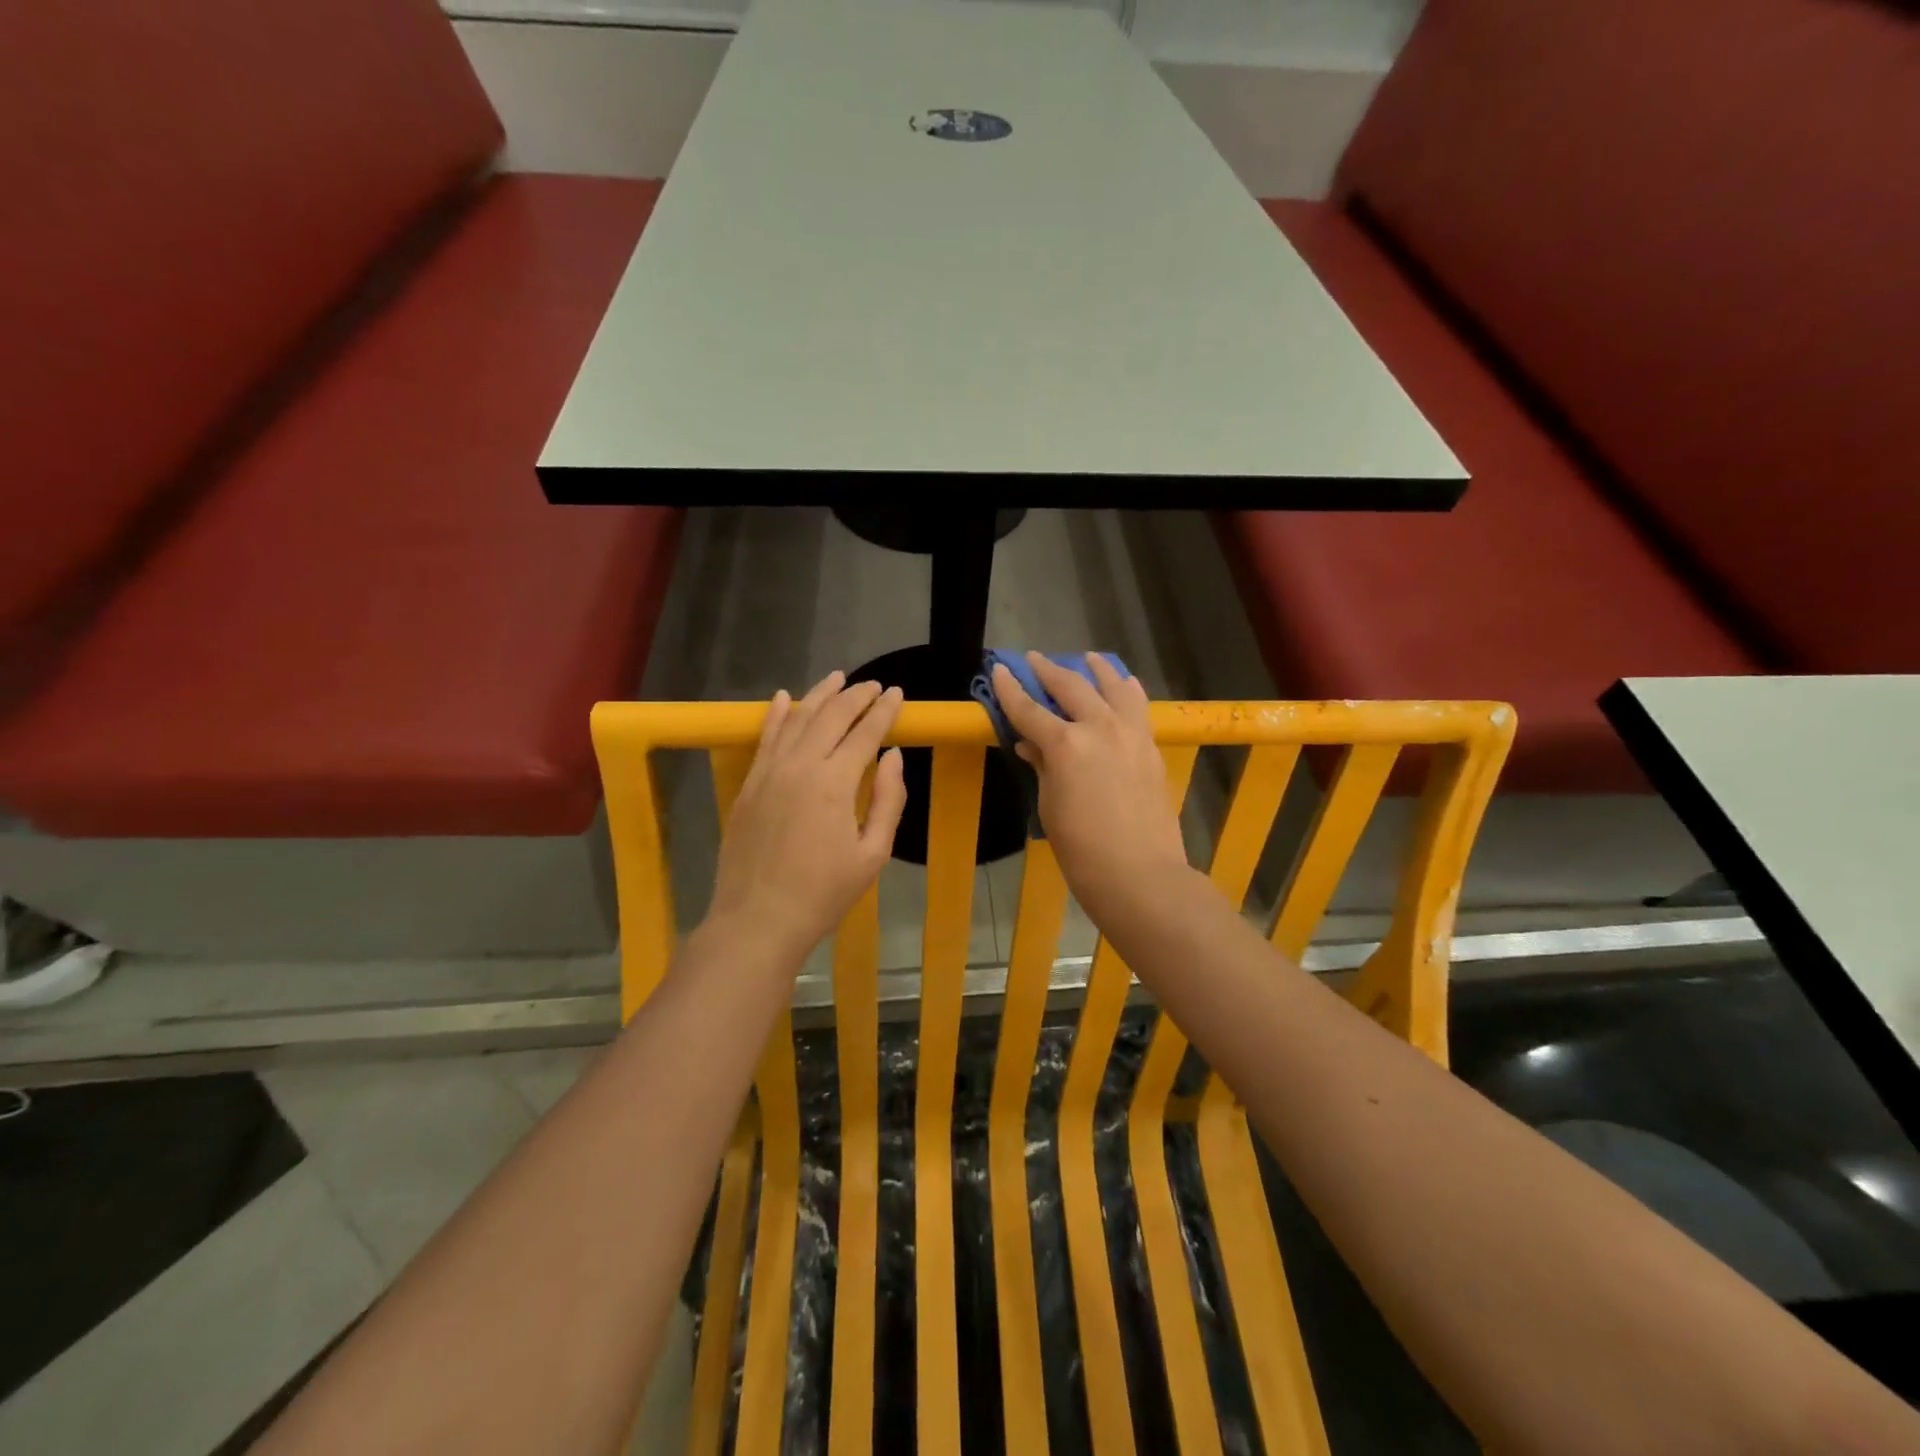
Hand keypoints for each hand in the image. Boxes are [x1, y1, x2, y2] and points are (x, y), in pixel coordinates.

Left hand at [706, 672, 906, 964]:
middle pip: (831, 717)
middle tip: (873, 685)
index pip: (865, 733)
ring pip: (796, 719)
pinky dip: (776, 714)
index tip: (898, 693)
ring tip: (837, 678)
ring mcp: (769, 773)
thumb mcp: (872, 854)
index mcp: (835, 783)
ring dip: (819, 696)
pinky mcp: (749, 785)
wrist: (758, 920)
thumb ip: (888, 800)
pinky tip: (783, 697)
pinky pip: (765, 738)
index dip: (884, 711)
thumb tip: (893, 756)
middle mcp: (800, 766)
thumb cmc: (824, 893)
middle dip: (856, 696)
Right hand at [990, 653, 1190, 922]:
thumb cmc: (1081, 849)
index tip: (1000, 669)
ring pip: (1113, 687)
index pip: (1029, 708)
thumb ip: (1042, 767)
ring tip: (1088, 658)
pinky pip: (1138, 707)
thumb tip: (1032, 746)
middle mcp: (1099, 727)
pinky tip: (1125, 685)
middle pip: (1071, 687)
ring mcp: (1130, 734)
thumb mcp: (1049, 806)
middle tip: (1034, 659)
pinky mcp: (1150, 747)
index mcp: (1065, 744)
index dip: (1010, 689)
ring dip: (1097, 669)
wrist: (1140, 873)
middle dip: (1049, 670)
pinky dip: (1127, 691)